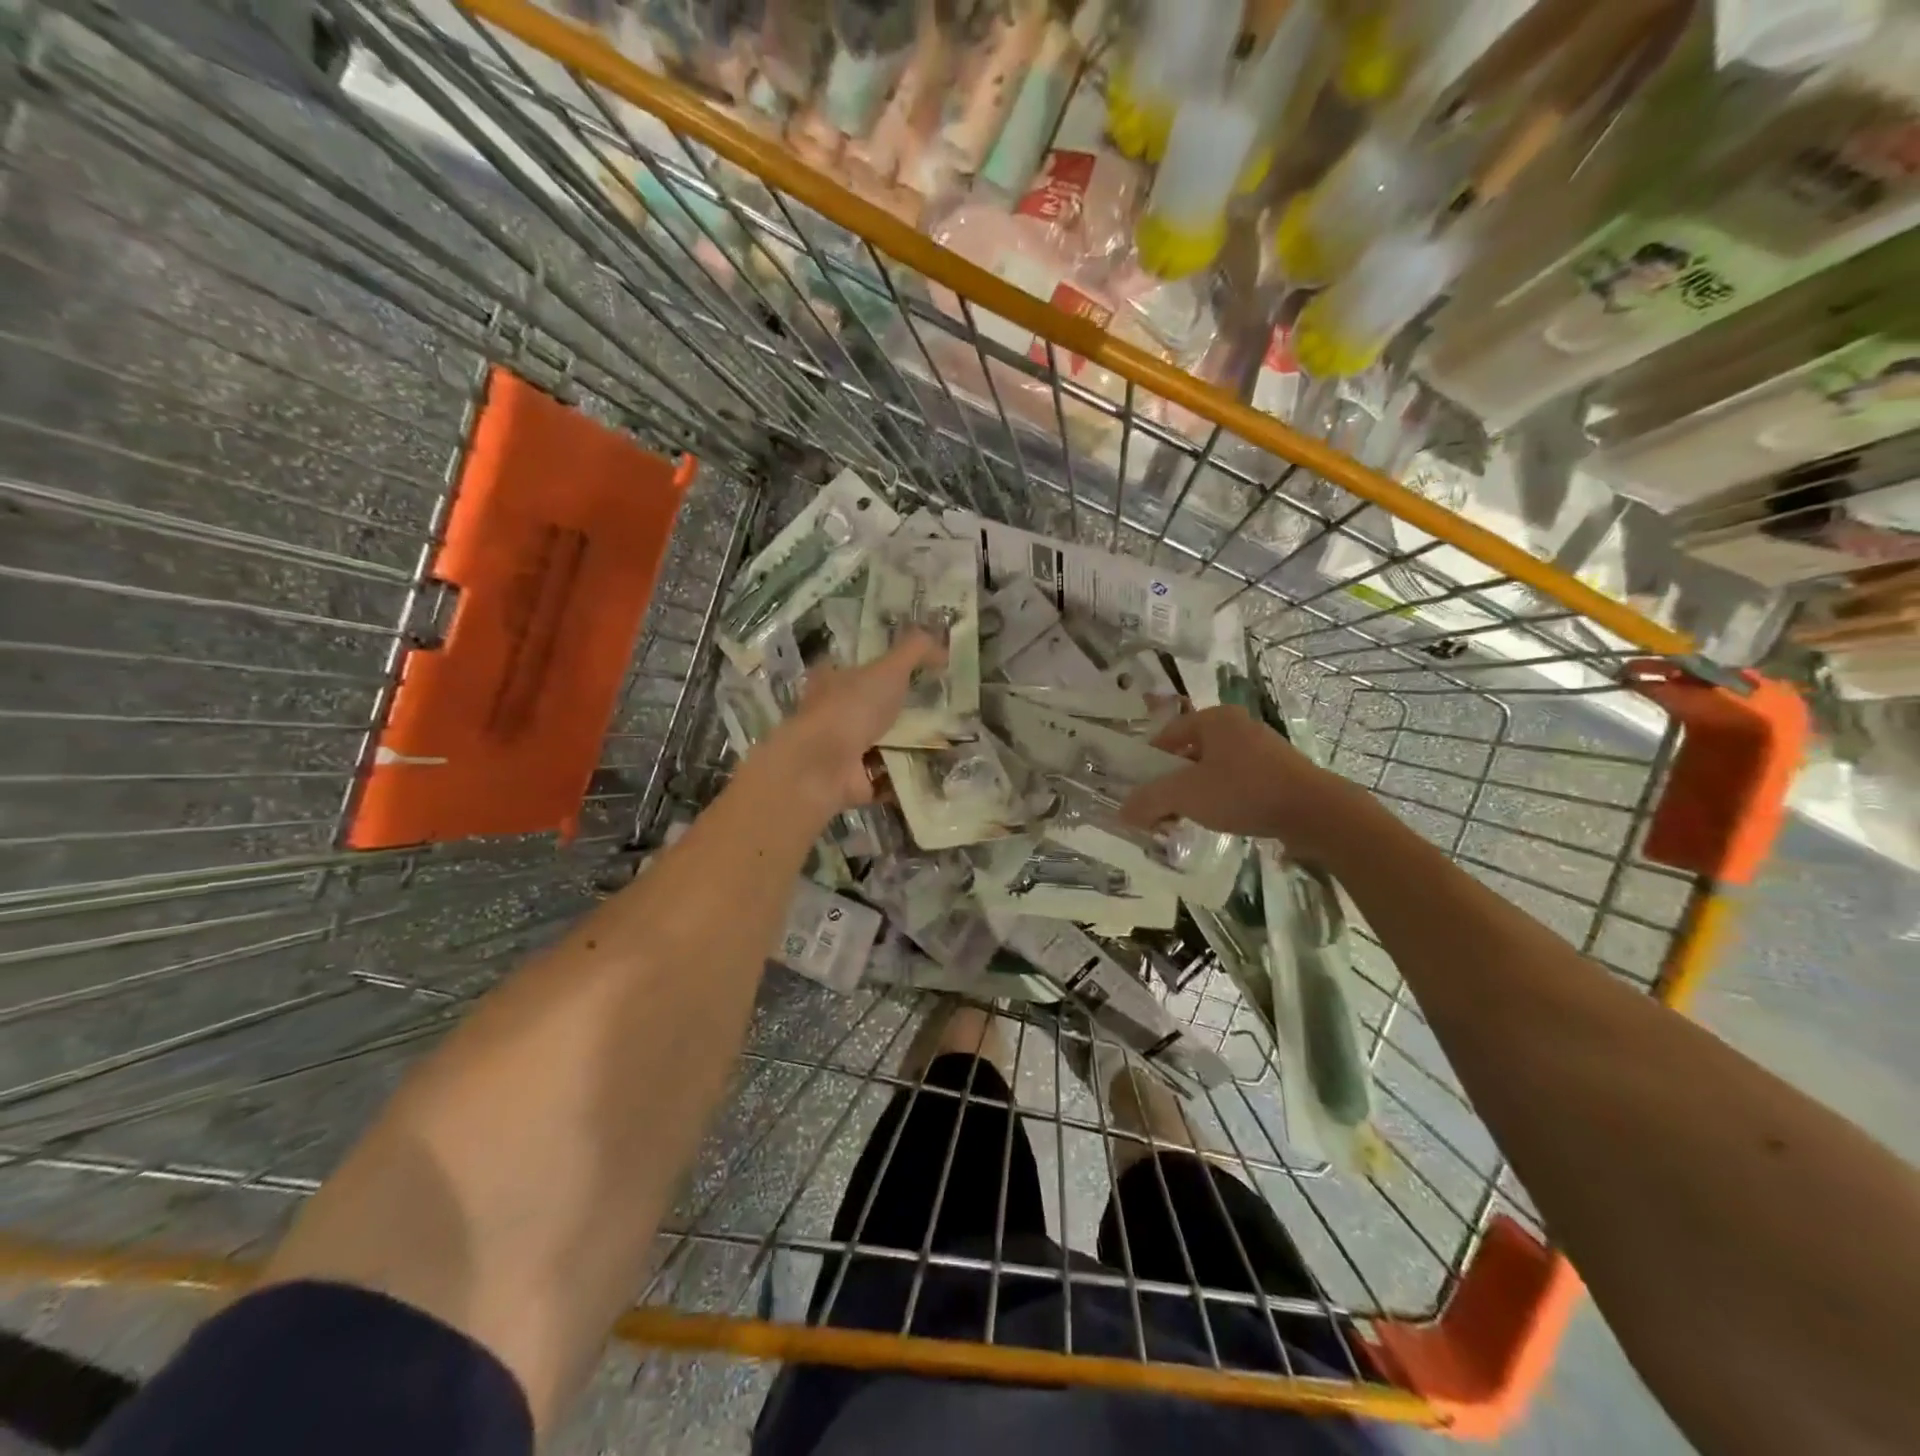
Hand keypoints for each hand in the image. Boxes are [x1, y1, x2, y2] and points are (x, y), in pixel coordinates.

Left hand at [754, 632, 944, 816]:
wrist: (823, 766)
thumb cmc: (850, 709)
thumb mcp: (888, 669)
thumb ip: (915, 651)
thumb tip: (942, 646)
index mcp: (831, 681)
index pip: (856, 668)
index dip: (882, 668)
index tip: (916, 673)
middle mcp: (832, 714)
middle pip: (870, 708)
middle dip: (900, 711)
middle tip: (941, 709)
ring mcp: (841, 751)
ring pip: (881, 744)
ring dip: (908, 745)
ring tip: (948, 740)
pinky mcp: (853, 781)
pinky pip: (887, 778)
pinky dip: (907, 777)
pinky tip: (935, 770)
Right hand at [1119, 706, 1363, 856]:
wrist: (1315, 812)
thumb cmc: (1243, 791)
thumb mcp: (1185, 795)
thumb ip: (1149, 801)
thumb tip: (1122, 812)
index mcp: (1214, 719)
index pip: (1166, 735)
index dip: (1149, 762)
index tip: (1142, 790)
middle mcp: (1238, 725)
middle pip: (1190, 752)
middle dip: (1173, 781)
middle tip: (1162, 808)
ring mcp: (1263, 747)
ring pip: (1215, 768)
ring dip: (1197, 791)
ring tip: (1190, 817)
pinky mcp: (1280, 771)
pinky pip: (1239, 780)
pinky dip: (1224, 797)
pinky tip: (1223, 819)